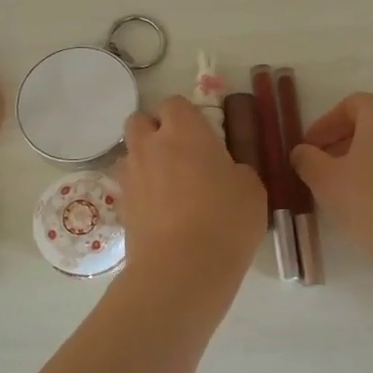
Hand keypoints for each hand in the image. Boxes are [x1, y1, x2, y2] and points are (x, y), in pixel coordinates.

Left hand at [118, 97, 266, 290]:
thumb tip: (225, 171)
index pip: (174, 103)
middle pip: (139, 121)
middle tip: (179, 154)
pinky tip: (160, 213)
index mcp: (183, 131)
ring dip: (144, 161)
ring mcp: (131, 176)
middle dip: (154, 130)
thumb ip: (235, 169)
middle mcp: (149, 146)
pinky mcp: (121, 207)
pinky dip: (140, 192)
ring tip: (167, 186)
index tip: (203, 135)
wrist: (183, 269)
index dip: (186, 116)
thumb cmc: (226, 220)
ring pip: (129, 154)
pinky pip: (128, 187)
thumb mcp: (251, 188)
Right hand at [291, 93, 372, 282]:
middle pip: (372, 124)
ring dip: (365, 161)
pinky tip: (372, 204)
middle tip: (322, 169)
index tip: (308, 149)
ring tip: (345, 190)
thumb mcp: (325, 181)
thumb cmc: (371, 202)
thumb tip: (302, 152)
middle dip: (343, 143)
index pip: (350, 105)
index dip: (325, 125)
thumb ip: (307, 160)